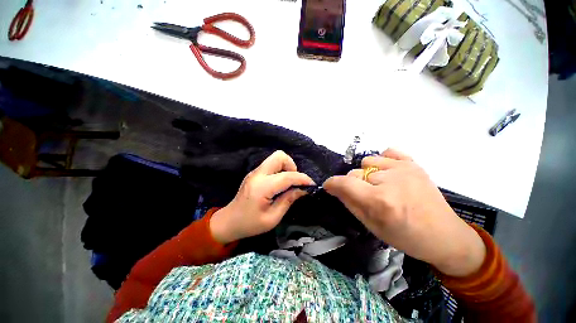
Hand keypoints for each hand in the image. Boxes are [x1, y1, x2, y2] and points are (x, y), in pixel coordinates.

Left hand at [210, 150, 314, 243]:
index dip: (302, 179)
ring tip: (288, 183)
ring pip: (275, 158)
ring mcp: (255, 172)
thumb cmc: (250, 224)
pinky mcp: (255, 173)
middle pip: (279, 156)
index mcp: (262, 187)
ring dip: (286, 167)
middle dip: (292, 166)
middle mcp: (258, 174)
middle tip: (295, 181)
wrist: (228, 222)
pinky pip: (271, 164)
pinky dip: (280, 170)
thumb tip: (302, 190)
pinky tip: (280, 184)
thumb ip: (288, 200)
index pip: (287, 176)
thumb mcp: (272, 218)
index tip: (311, 185)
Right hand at [324, 149, 485, 276]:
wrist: (445, 236)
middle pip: (356, 172)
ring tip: (379, 185)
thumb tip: (334, 188)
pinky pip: (388, 152)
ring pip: (368, 161)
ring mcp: (404, 168)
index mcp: (380, 201)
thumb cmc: (406, 237)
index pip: (345, 183)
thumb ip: (350, 203)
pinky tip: (388, 172)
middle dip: (353, 183)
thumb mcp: (371, 226)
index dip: (332, 183)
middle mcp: (391, 180)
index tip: (329, 186)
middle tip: (365, 195)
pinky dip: (382, 160)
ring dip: (367, 173)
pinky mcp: (414, 163)